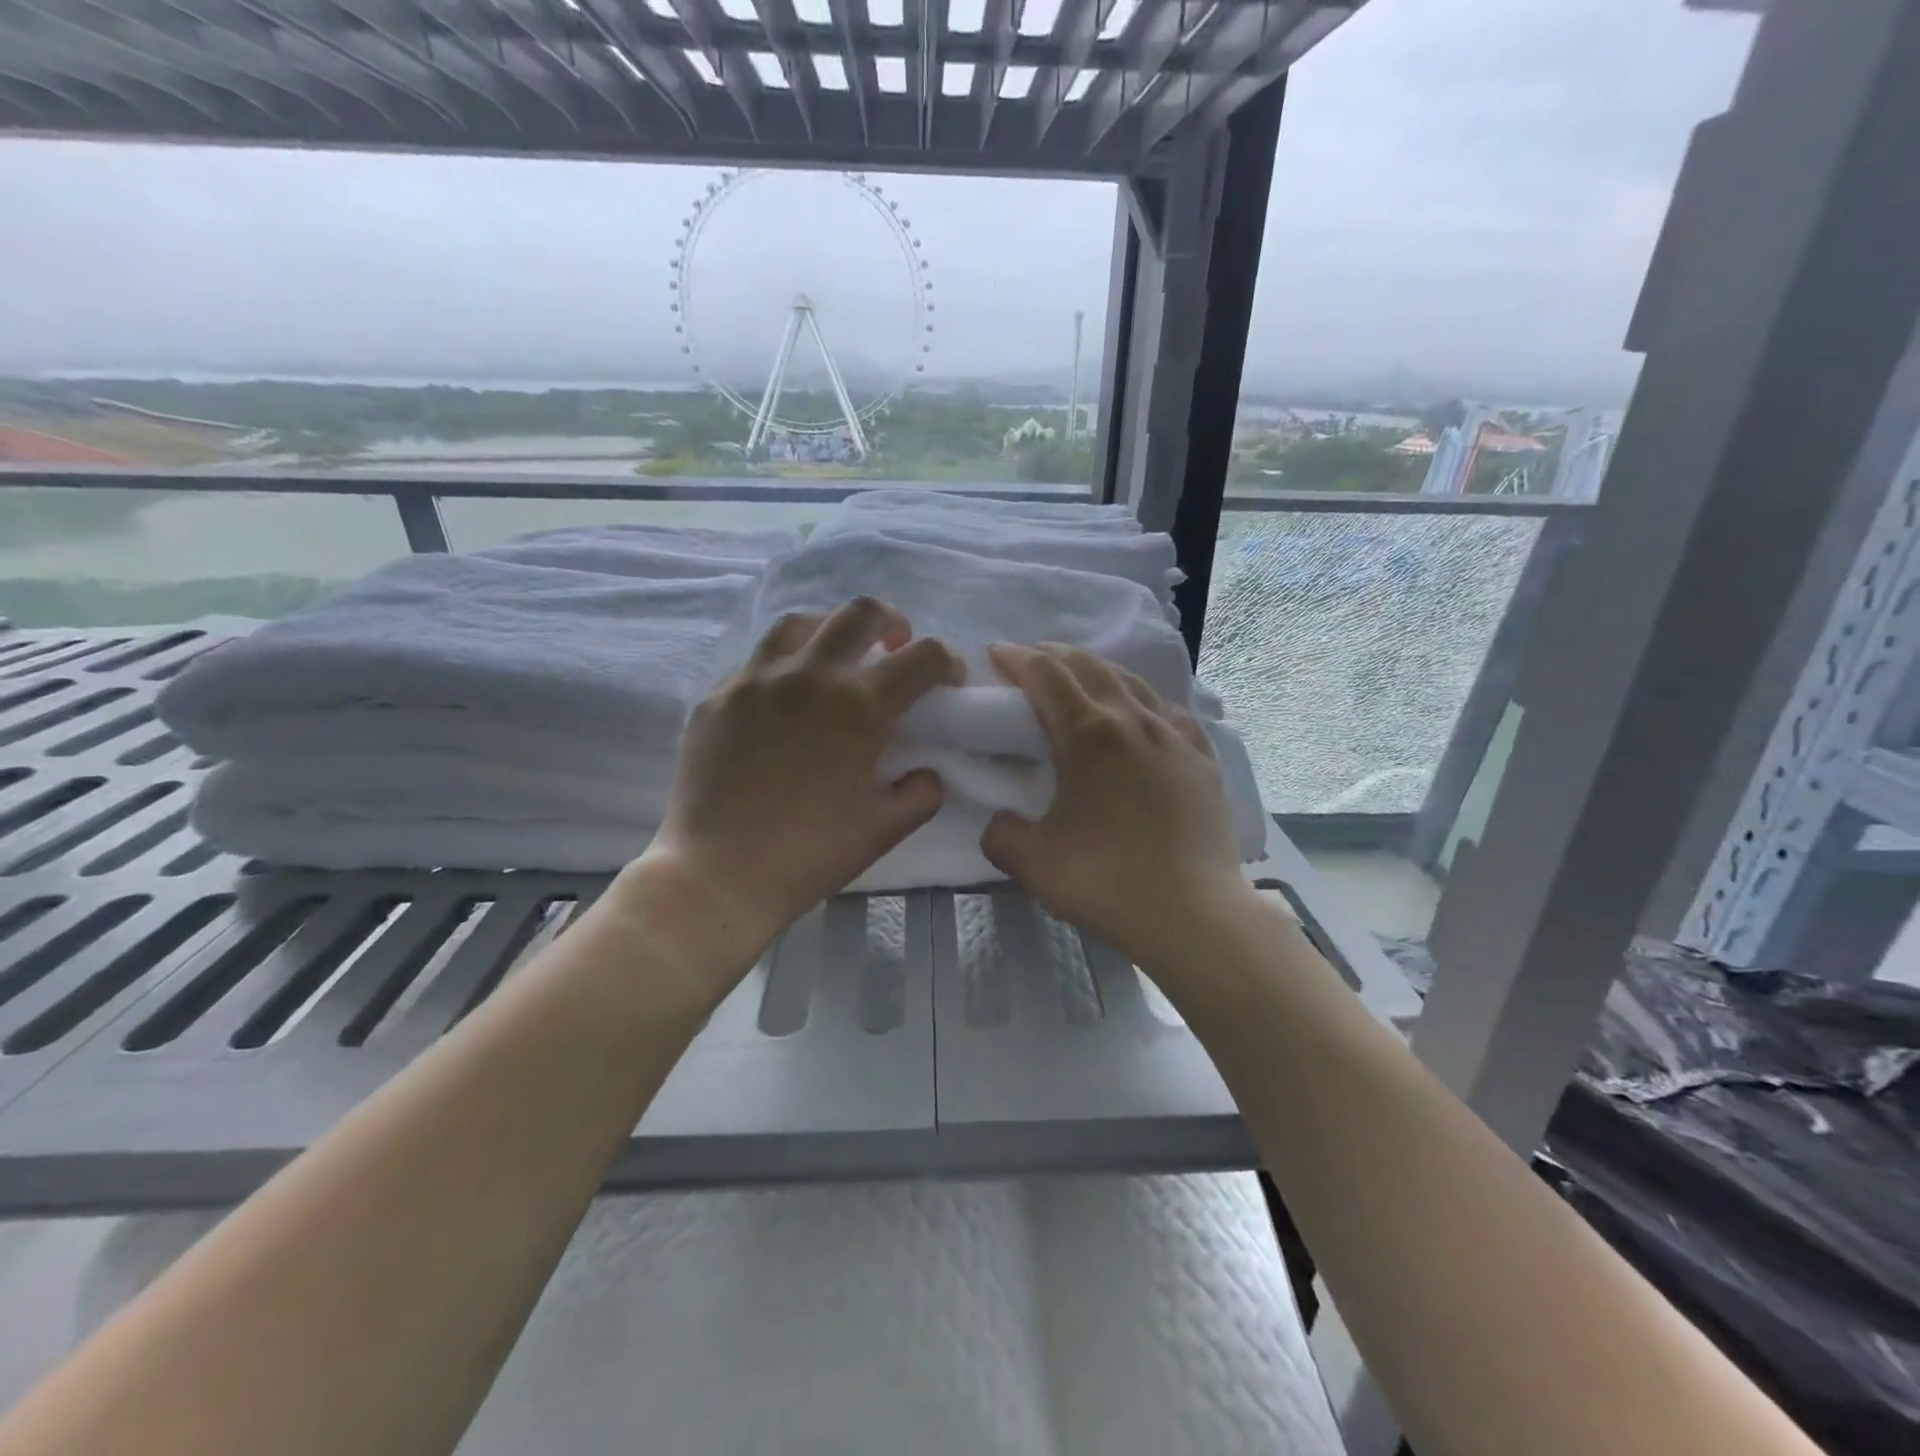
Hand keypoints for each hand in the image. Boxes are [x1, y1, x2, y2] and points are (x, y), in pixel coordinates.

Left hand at [636, 597, 962, 970]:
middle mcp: (810, 676)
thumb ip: (921, 792)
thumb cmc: (810, 854)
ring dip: (830, 631)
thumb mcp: (885, 829)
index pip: (923, 657)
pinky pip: (755, 662)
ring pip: (799, 622)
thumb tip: (928, 771)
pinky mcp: (717, 697)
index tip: (948, 681)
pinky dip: (782, 667)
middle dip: (891, 621)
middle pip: (860, 613)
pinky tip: (782, 699)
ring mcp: (756, 680)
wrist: (718, 875)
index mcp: (860, 706)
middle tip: (894, 646)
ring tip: (833, 660)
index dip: (947, 662)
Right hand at [983, 643, 1250, 974]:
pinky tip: (1137, 709)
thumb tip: (1000, 821)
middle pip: (1088, 666)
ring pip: (1130, 680)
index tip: (995, 655)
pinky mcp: (1202, 756)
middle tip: (1028, 661)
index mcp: (1088, 735)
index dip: (1016, 659)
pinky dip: (1139, 697)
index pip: (1046, 675)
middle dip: (1052, 655)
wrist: (1194, 914)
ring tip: (1076, 677)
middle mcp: (1133, 720)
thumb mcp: (1032, 862)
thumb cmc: (1107, 882)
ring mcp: (1174, 734)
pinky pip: (1166, 708)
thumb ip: (1000, 832)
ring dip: (1094, 669)